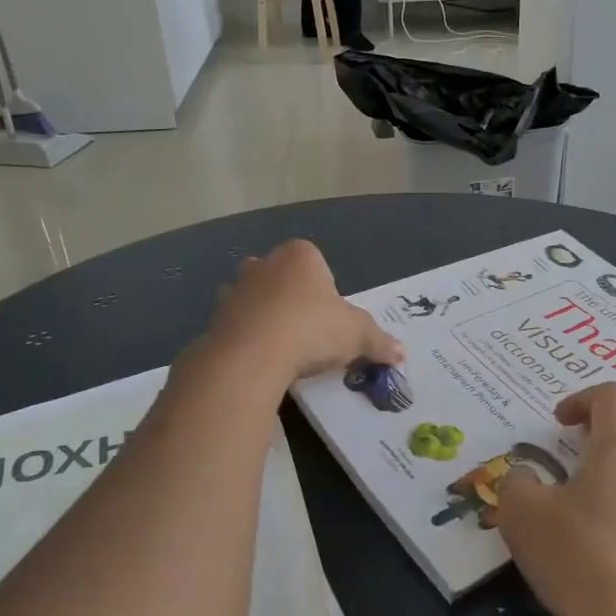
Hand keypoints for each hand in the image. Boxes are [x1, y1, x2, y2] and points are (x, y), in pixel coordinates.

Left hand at [203, 241, 401, 385]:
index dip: (326, 290)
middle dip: (292, 298)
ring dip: (265, 316)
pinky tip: (260, 360)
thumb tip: (401, 353)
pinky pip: (236, 325)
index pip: (316, 262)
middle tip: (307, 331)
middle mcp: (263, 263)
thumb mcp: (358, 335)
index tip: (331, 319)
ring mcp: (235, 289)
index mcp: (300, 255)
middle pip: (282, 277)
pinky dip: (246, 338)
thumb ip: (379, 341)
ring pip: (254, 298)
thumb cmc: (312, 329)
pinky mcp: (214, 318)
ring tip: (282, 348)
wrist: (253, 355)